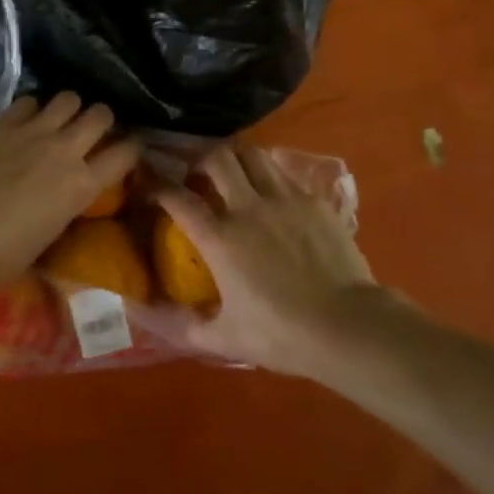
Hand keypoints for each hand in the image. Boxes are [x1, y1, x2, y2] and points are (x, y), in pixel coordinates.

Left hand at [0, 93, 138, 286]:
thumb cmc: (3, 253)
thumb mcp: (50, 233)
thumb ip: (65, 204)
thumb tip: (64, 194)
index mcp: (82, 185)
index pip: (126, 153)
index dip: (131, 148)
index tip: (127, 148)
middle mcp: (66, 150)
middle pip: (101, 114)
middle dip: (100, 118)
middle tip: (90, 128)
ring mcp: (34, 131)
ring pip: (68, 98)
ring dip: (68, 108)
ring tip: (57, 118)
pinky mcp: (3, 122)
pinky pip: (28, 101)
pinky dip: (30, 110)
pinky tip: (21, 121)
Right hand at [155, 144, 375, 377]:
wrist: (347, 326)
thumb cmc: (282, 334)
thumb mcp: (225, 338)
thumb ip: (184, 324)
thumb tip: (146, 312)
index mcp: (220, 238)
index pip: (178, 197)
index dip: (158, 184)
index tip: (149, 182)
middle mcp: (248, 207)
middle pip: (217, 157)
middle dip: (200, 159)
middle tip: (198, 174)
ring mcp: (284, 199)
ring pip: (252, 155)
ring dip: (236, 159)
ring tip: (234, 174)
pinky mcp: (313, 200)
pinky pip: (284, 173)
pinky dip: (269, 174)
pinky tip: (271, 193)